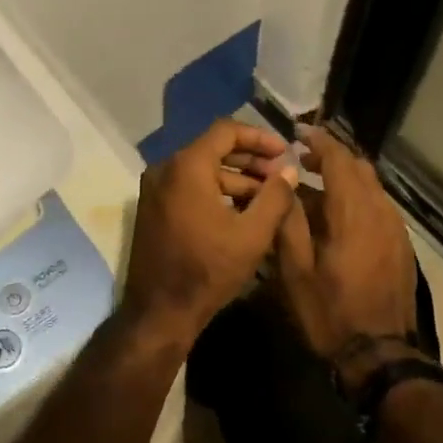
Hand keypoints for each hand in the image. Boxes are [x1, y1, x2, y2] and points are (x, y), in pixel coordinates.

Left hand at [121, 119, 299, 343]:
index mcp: (187, 166)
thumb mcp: (252, 234)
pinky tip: (243, 211)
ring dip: (236, 179)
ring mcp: (155, 189)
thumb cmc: (208, 270)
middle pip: (213, 149)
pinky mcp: (154, 208)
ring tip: (268, 197)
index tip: (285, 152)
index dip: (259, 137)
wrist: (159, 312)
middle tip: (281, 175)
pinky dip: (216, 192)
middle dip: (251, 160)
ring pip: (202, 170)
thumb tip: (289, 171)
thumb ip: (274, 197)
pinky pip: (189, 187)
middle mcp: (165, 169)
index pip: (226, 130)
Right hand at [275, 128, 419, 388]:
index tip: (298, 133)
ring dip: (345, 178)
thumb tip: (284, 184)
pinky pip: (379, 206)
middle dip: (331, 156)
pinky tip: (338, 216)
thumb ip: (289, 221)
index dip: (318, 142)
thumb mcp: (295, 270)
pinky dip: (357, 198)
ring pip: (371, 187)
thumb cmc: (330, 312)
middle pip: (360, 168)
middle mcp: (380, 212)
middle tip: (301, 159)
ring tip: (314, 186)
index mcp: (353, 212)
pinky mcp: (401, 246)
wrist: (381, 356)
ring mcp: (396, 230)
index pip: (339, 160)